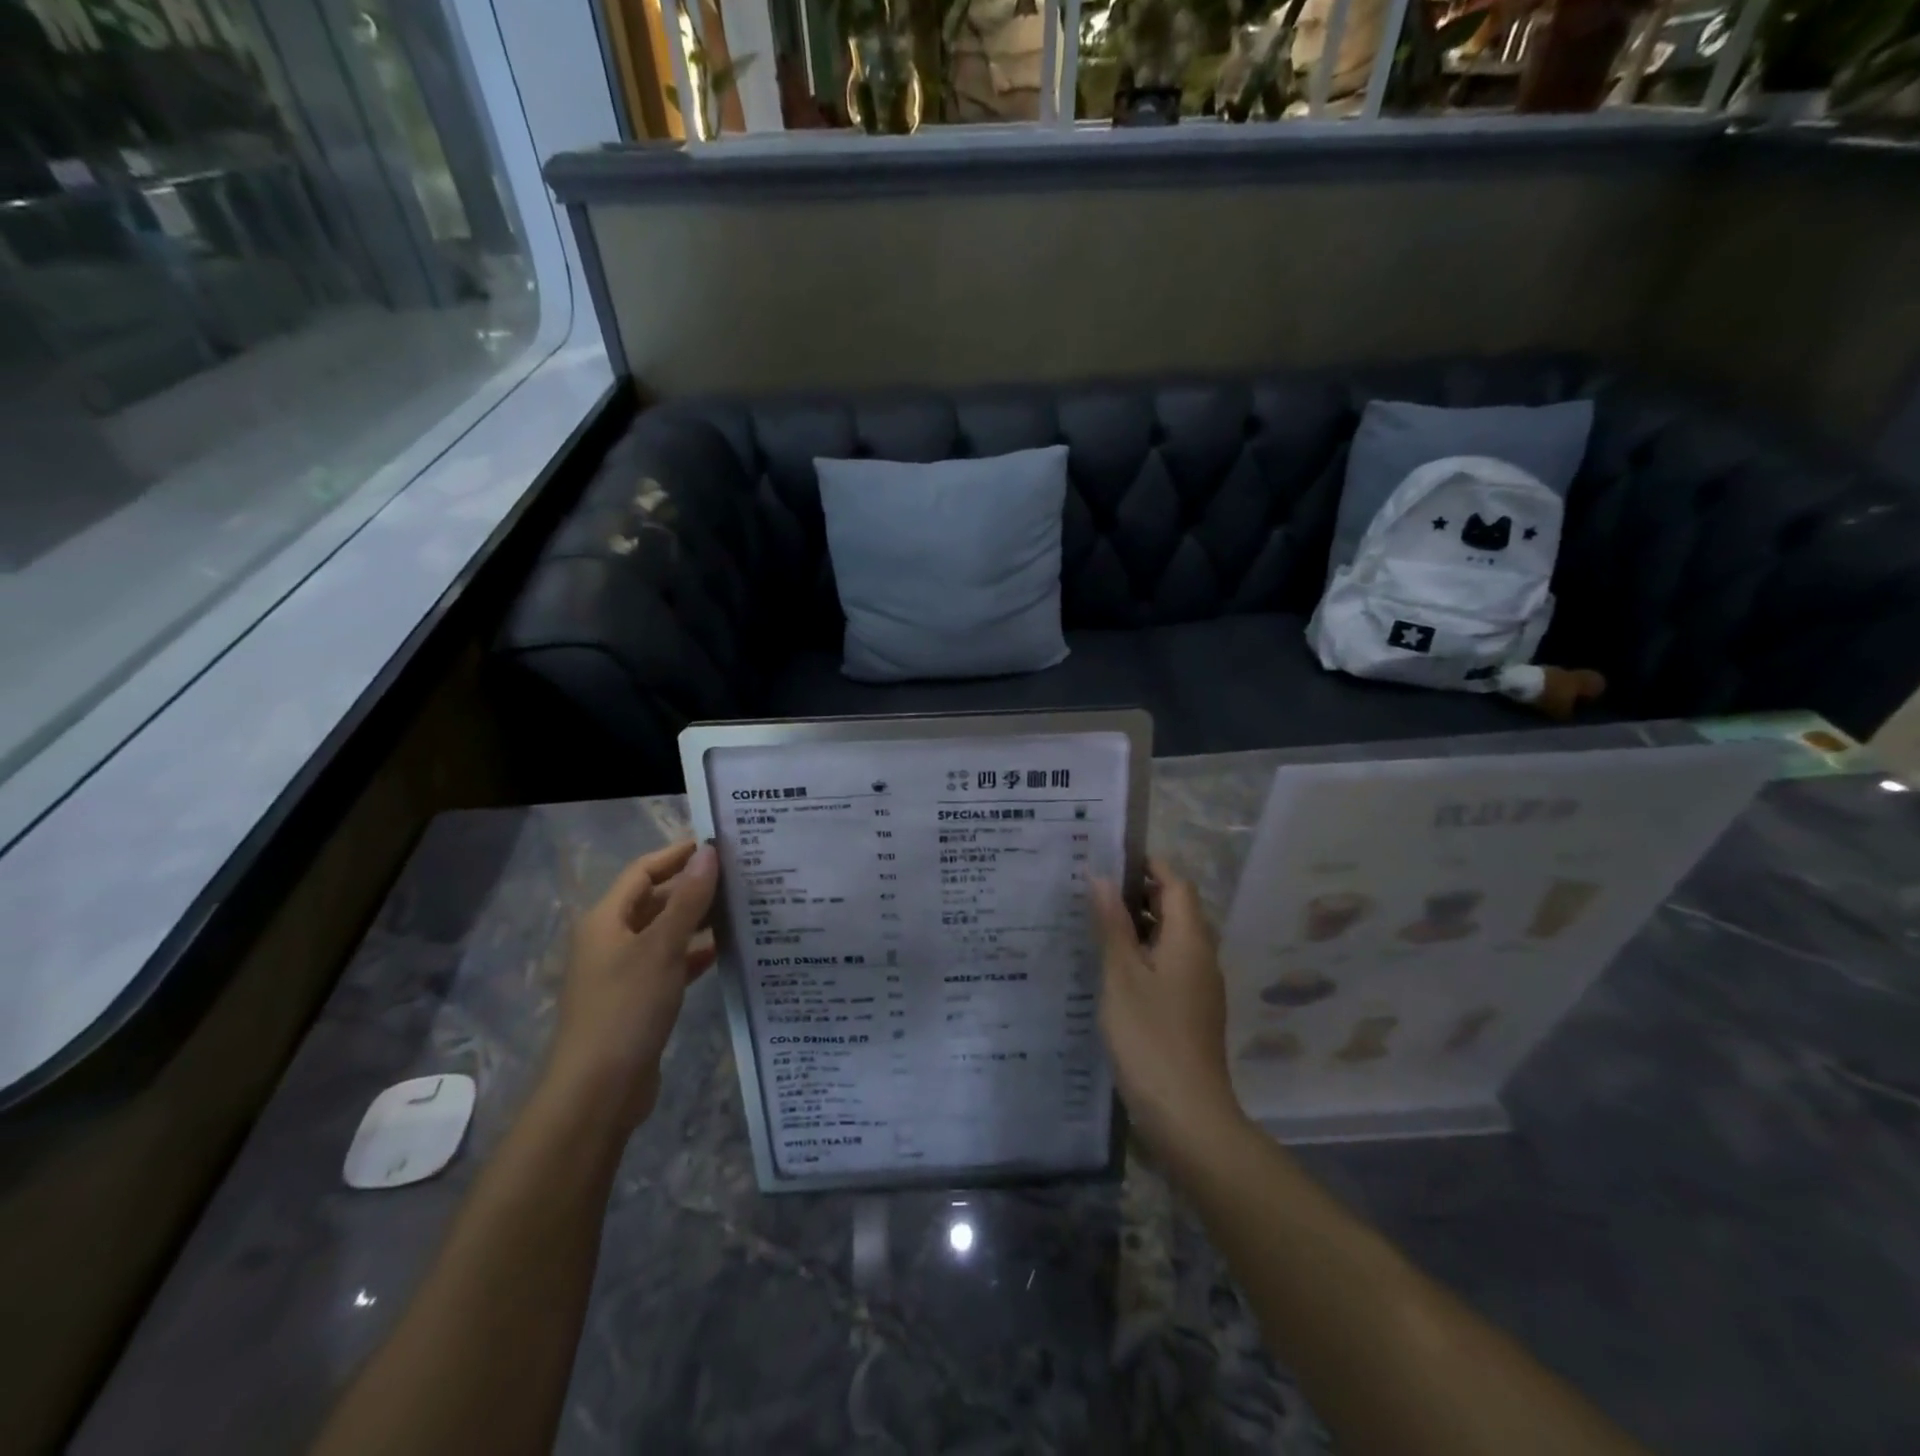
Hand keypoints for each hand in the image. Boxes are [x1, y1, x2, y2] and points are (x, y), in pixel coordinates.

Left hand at [546, 841, 718, 1130]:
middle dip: (693, 886)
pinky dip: (695, 953)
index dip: (677, 854)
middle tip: (739, 875)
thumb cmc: (626, 1008)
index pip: (643, 871)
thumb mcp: (661, 948)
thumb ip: (688, 899)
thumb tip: (708, 853)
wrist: (599, 1090)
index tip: (717, 844)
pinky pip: (670, 963)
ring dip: (698, 919)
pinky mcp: (639, 999)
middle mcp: (611, 939)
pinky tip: (726, 949)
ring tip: (741, 906)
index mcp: (606, 920)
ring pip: (665, 932)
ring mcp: (624, 971)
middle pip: (655, 900)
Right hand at [1092, 860, 1246, 1163]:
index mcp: (1190, 940)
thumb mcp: (1122, 976)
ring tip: (1093, 921)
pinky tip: (1110, 967)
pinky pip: (1168, 965)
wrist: (1188, 1115)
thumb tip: (1101, 877)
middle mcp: (1201, 956)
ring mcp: (1199, 986)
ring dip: (1137, 924)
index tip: (1109, 856)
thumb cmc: (1150, 1038)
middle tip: (1092, 887)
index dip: (1148, 864)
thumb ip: (1112, 924)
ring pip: (1170, 938)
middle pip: (1175, 908)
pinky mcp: (1190, 1010)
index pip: (1176, 883)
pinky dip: (1142, 954)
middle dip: (1138, 892)